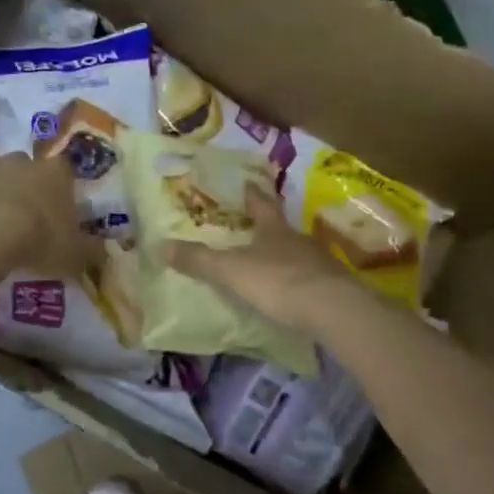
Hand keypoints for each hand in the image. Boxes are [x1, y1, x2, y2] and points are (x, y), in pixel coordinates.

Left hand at [0, 153, 100, 279]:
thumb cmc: (38, 239)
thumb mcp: (74, 254)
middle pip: (26, 167)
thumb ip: (91, 251)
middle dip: (25, 186)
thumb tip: (104, 251)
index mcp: (55, 174)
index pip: (65, 172)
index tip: (59, 210)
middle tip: (24, 216)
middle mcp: (21, 162)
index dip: (62, 190)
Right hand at [167, 194, 354, 335]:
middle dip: (267, 227)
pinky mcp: (333, 287)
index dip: (252, 194)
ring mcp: (319, 263)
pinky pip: (310, 278)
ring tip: (270, 262)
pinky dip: (298, 281)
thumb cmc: (278, 282)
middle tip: (253, 227)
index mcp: (273, 229)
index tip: (247, 183)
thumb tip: (160, 245)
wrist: (333, 310)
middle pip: (280, 228)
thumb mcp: (230, 271)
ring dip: (284, 255)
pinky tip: (291, 292)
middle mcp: (298, 240)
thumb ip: (199, 260)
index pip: (261, 204)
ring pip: (297, 253)